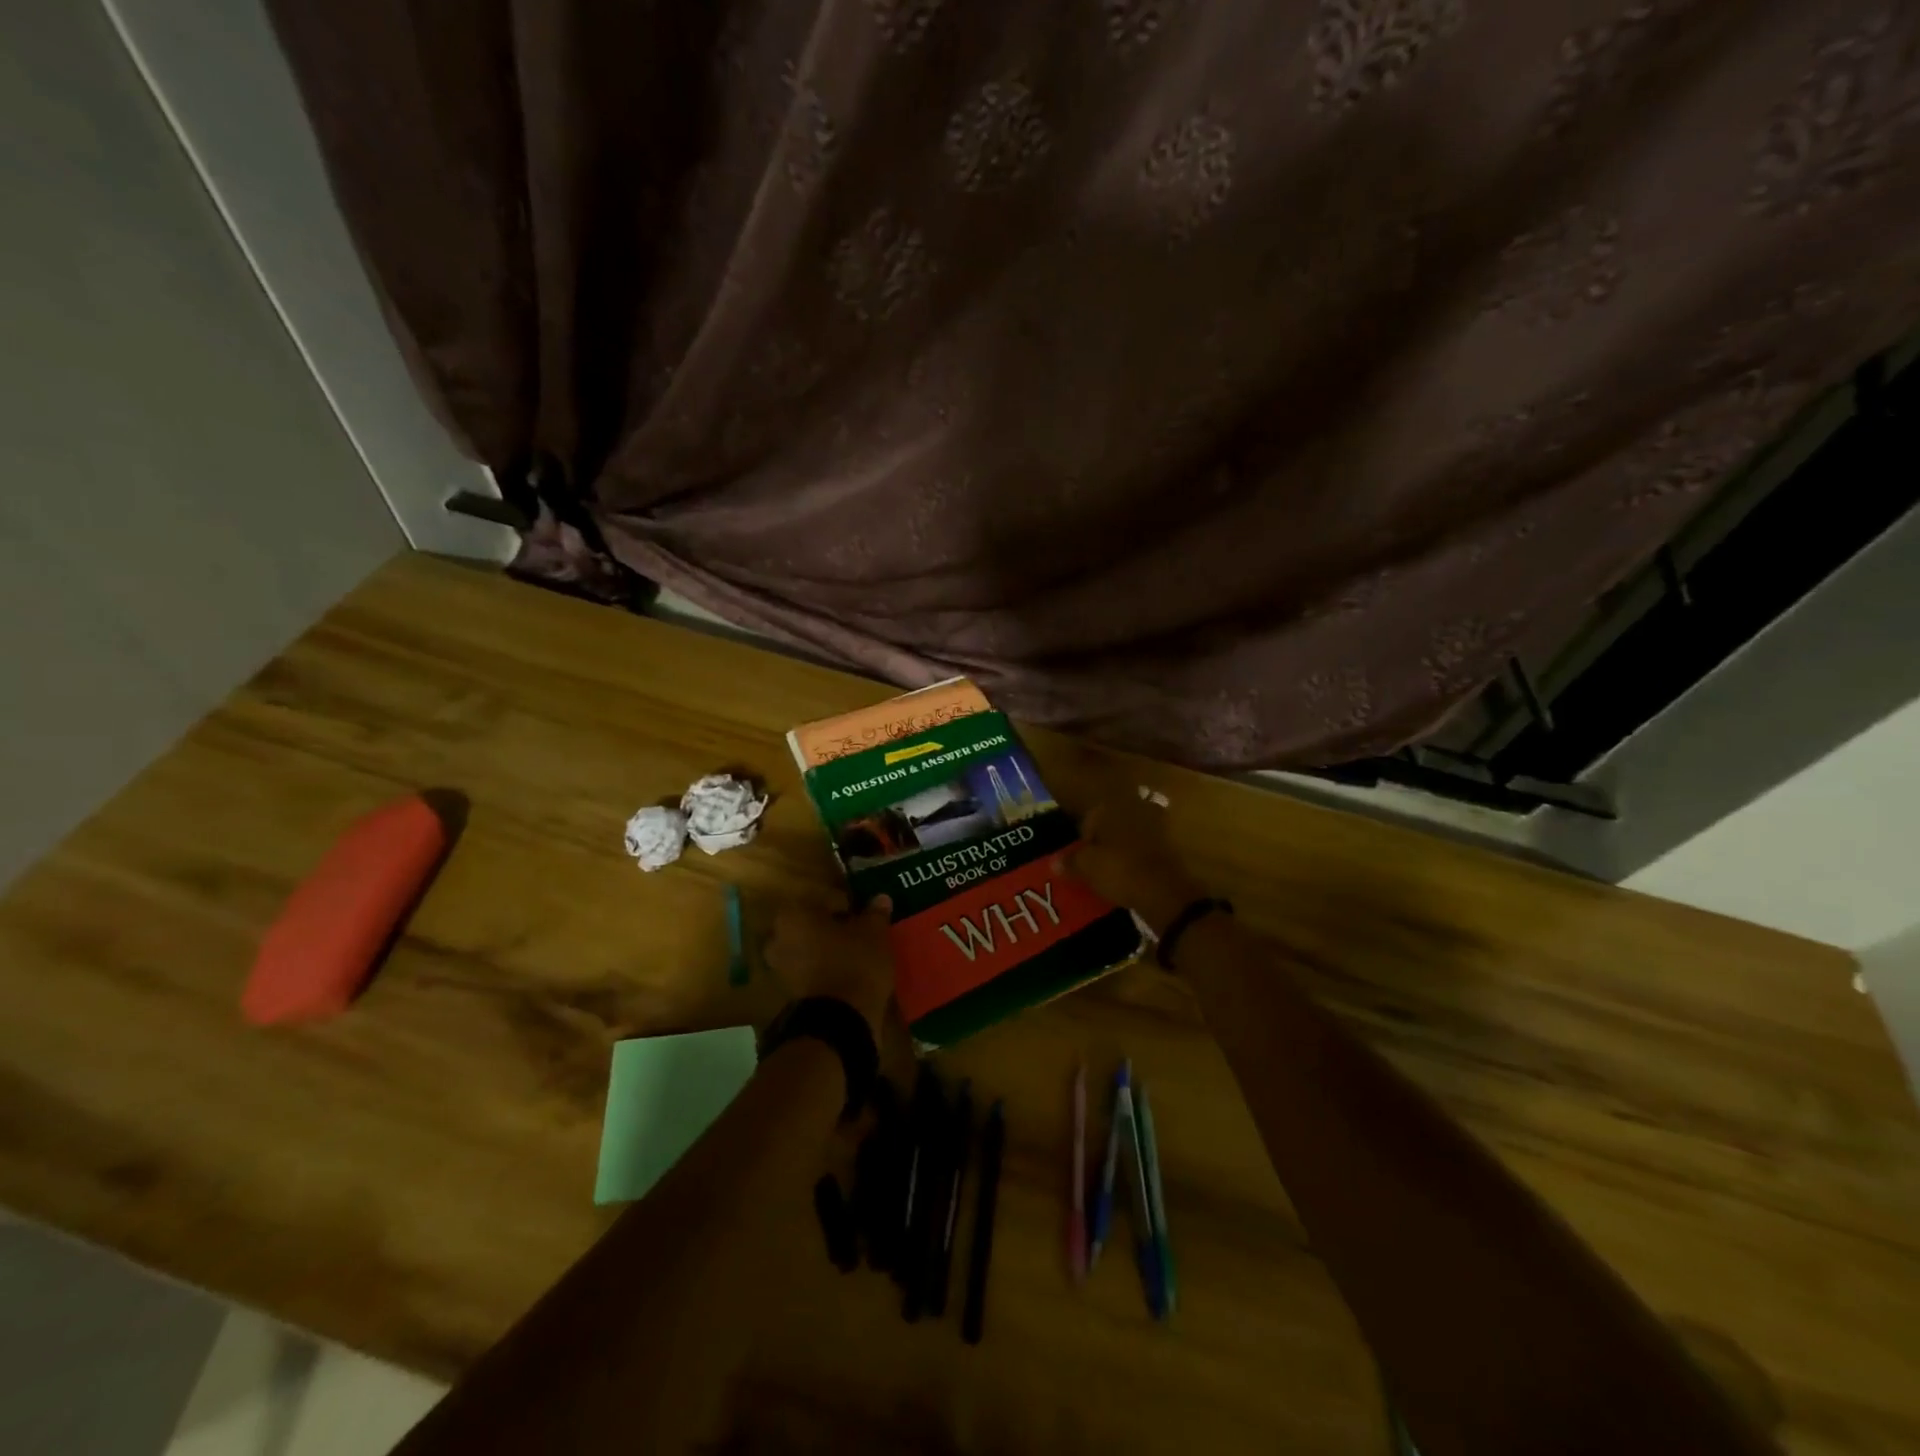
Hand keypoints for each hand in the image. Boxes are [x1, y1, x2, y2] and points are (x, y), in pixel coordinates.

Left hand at [763, 896, 895, 1037]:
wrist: (840, 1021)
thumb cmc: (854, 963)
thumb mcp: (874, 933)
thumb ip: (875, 913)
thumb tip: (881, 898)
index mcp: (792, 915)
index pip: (818, 900)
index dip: (841, 904)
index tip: (858, 910)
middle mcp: (778, 939)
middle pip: (808, 926)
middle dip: (829, 928)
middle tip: (856, 930)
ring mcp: (780, 969)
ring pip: (807, 949)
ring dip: (826, 950)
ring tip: (854, 952)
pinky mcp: (790, 994)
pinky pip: (809, 972)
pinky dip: (824, 970)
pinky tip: (847, 972)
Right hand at [1053, 789, 1206, 939]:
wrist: (1166, 892)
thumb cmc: (1120, 871)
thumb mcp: (1087, 867)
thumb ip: (1070, 861)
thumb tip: (1054, 862)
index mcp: (1114, 807)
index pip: (1091, 816)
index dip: (1083, 838)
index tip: (1079, 858)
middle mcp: (1137, 809)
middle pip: (1113, 824)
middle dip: (1104, 841)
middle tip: (1095, 864)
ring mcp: (1158, 827)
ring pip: (1131, 836)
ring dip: (1122, 850)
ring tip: (1112, 872)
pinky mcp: (1172, 847)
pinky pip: (1146, 850)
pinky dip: (1138, 860)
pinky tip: (1131, 877)